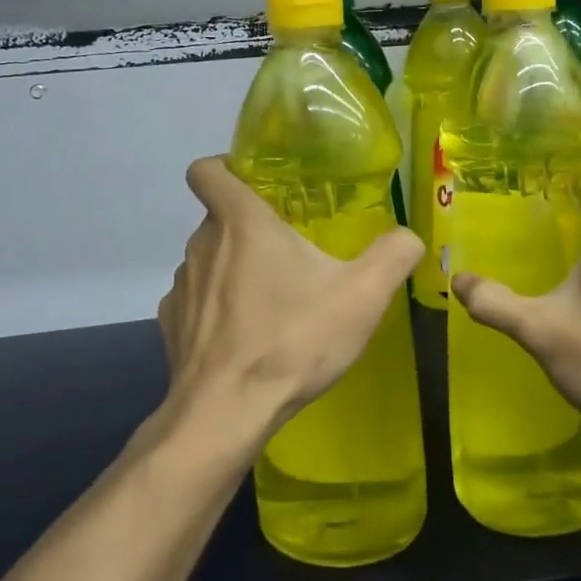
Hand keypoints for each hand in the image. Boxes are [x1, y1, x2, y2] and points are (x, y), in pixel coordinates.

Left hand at [158, 158, 422, 445]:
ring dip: (235, 269)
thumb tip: (409, 236)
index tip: (257, 183)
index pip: (207, 168)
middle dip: (252, 228)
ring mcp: (181, 287)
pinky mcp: (172, 326)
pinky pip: (197, 301)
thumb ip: (393, 255)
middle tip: (292, 251)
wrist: (226, 414)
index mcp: (241, 222)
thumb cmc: (292, 340)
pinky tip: (246, 337)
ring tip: (272, 301)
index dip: (226, 166)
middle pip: (220, 217)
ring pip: (210, 260)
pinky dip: (218, 309)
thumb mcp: (362, 296)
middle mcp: (202, 245)